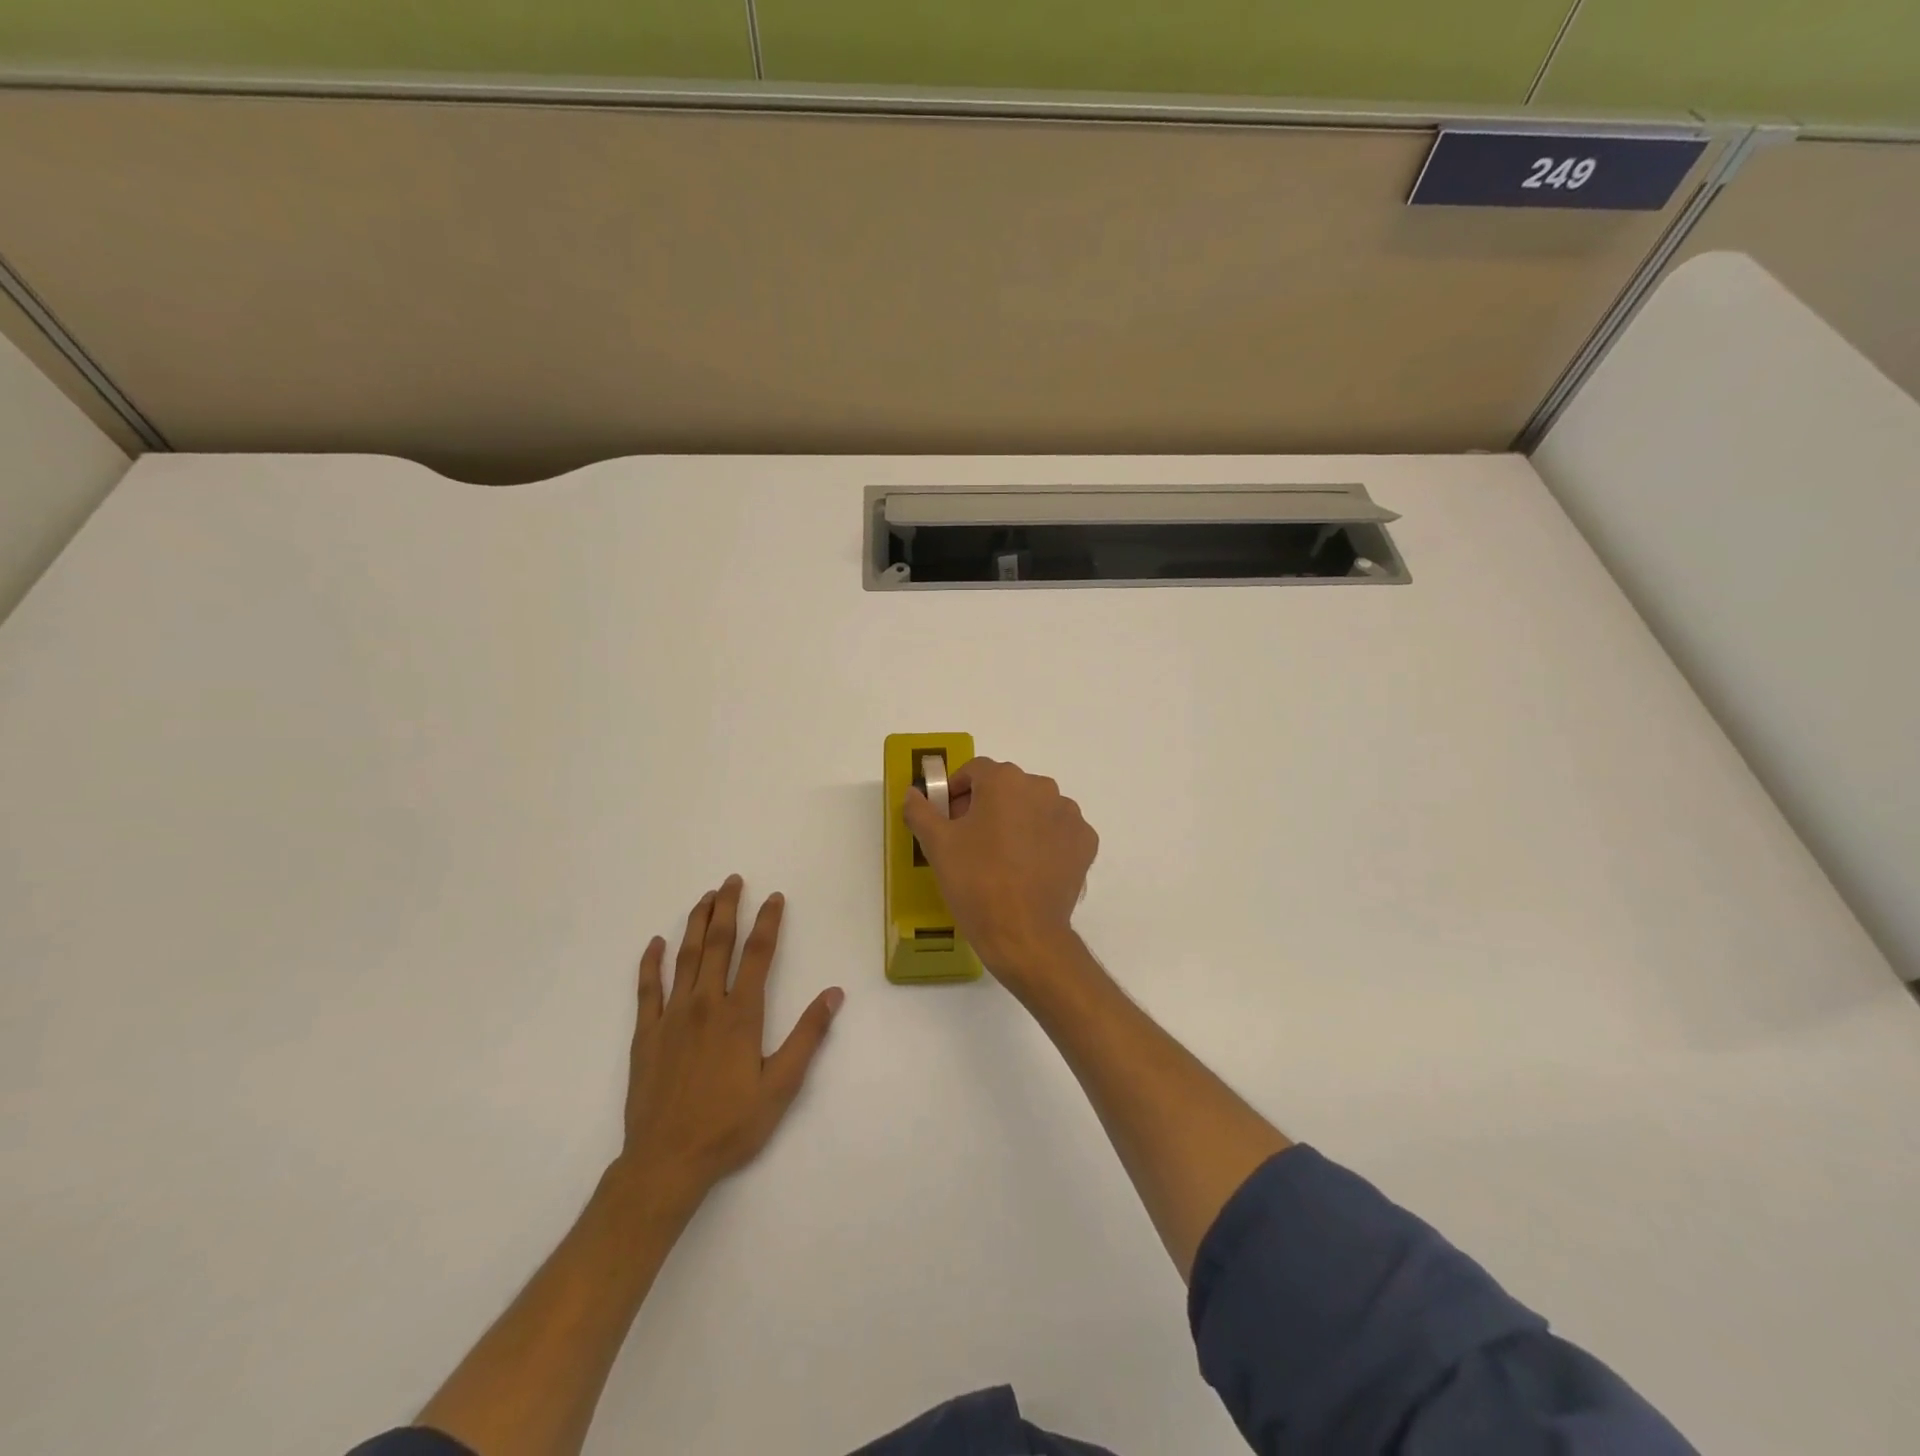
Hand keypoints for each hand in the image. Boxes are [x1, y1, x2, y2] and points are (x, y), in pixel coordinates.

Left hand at [613, 876, 843, 1214]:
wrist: (666, 1161)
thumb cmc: (730, 1125)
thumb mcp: (781, 1086)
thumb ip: (807, 1036)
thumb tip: (833, 994)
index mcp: (740, 1014)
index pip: (757, 954)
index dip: (768, 922)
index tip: (774, 897)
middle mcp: (705, 1004)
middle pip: (718, 944)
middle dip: (728, 908)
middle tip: (733, 880)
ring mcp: (671, 1016)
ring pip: (685, 957)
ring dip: (696, 924)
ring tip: (705, 898)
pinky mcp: (645, 1034)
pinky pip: (647, 988)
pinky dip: (650, 962)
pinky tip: (655, 943)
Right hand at [902, 758, 1098, 985]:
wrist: (1023, 933)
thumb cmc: (975, 881)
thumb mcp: (937, 845)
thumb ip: (920, 811)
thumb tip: (914, 793)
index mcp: (1005, 781)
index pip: (975, 771)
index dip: (955, 791)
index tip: (946, 818)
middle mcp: (1042, 787)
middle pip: (1007, 787)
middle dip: (986, 806)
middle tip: (970, 840)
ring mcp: (1069, 815)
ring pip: (1035, 808)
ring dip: (1017, 821)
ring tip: (1002, 857)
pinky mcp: (1085, 842)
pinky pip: (1058, 831)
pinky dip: (1044, 841)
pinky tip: (1029, 868)